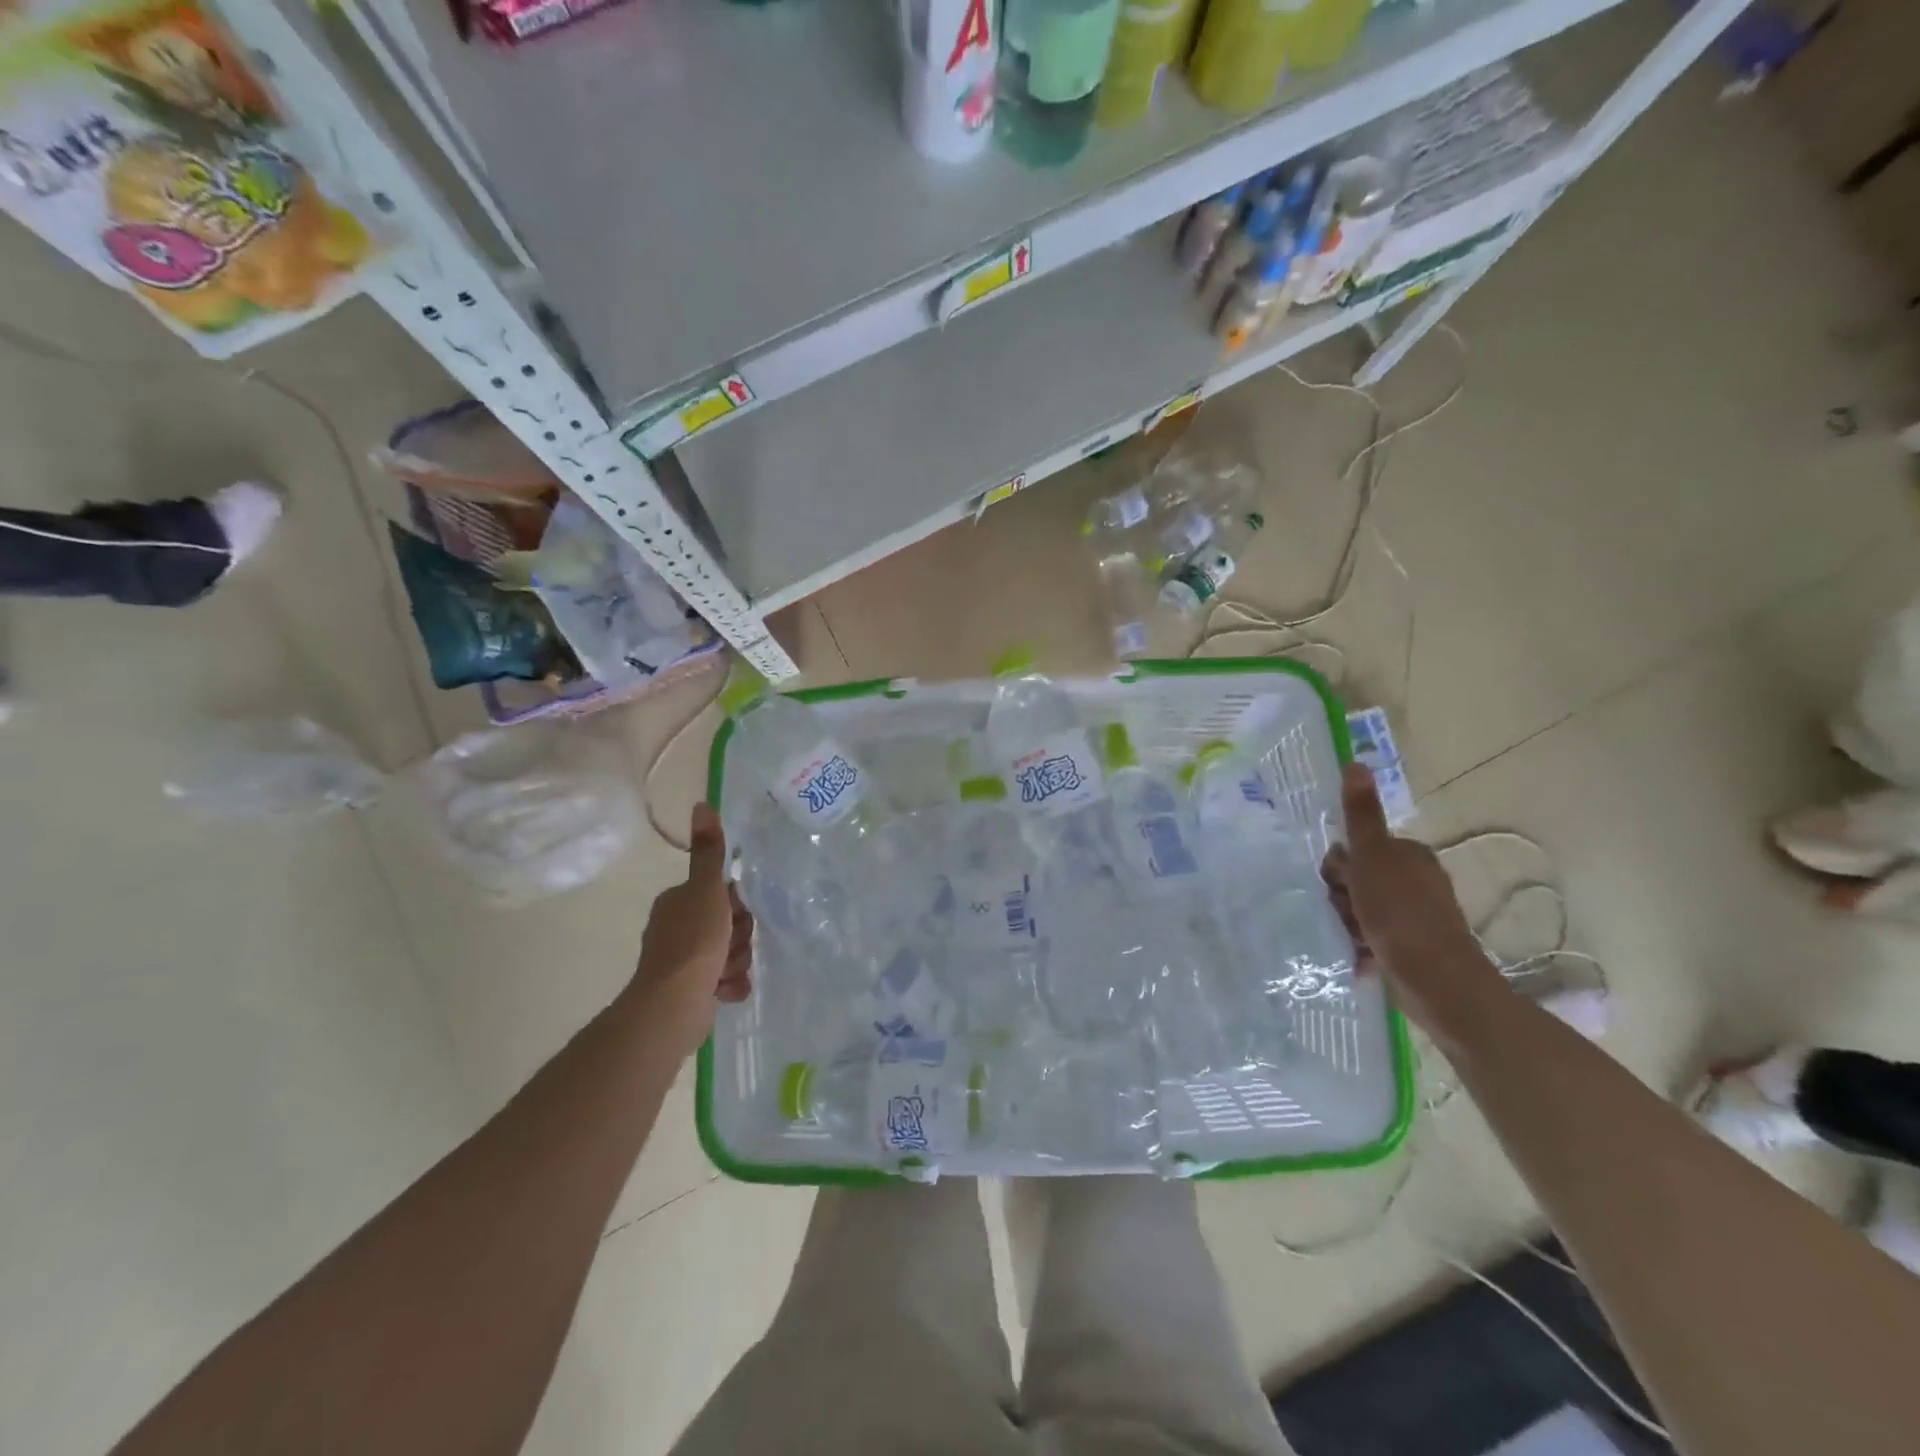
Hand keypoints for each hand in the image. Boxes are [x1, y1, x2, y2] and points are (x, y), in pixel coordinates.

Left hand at [629, 803, 752, 1053]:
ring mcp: (684, 961)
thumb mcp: (707, 890)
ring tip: (725, 972)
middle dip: (738, 937)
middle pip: (729, 924)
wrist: (673, 1004)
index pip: (722, 893)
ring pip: (731, 952)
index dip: (736, 905)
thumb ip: (709, 852)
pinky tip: (725, 991)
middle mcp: (678, 928)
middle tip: (730, 946)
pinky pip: (726, 980)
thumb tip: (701, 803)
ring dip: (736, 962)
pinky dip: (730, 985)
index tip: (735, 915)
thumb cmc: (693, 942)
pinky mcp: (692, 990)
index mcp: (678, 902)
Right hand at [1320, 762, 1505, 1041]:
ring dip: (1348, 923)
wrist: (1438, 983)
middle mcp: (1414, 880)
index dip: (1339, 868)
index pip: (1355, 849)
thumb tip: (1356, 762)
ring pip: (1360, 909)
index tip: (1339, 886)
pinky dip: (1361, 945)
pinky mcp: (1412, 946)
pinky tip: (1359, 957)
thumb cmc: (1401, 916)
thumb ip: (1361, 815)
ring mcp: (1415, 915)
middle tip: (1346, 914)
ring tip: (1353, 940)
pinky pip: (1372, 936)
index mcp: (1408, 855)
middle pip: (1355, 879)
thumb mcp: (1372, 859)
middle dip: (1342, 898)